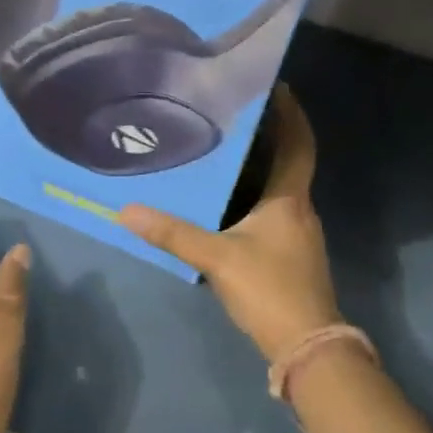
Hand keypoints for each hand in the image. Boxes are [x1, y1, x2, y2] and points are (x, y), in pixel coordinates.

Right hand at [121, 85, 340, 364]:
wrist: (307, 347)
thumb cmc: (269, 289)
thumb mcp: (216, 258)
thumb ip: (173, 234)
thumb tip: (125, 212)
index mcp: (289, 199)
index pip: (298, 144)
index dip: (291, 114)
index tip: (276, 85)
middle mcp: (300, 209)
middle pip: (290, 161)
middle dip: (269, 135)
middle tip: (234, 113)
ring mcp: (299, 234)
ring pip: (281, 187)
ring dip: (262, 165)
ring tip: (226, 149)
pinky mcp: (292, 255)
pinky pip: (275, 209)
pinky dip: (257, 195)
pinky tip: (230, 201)